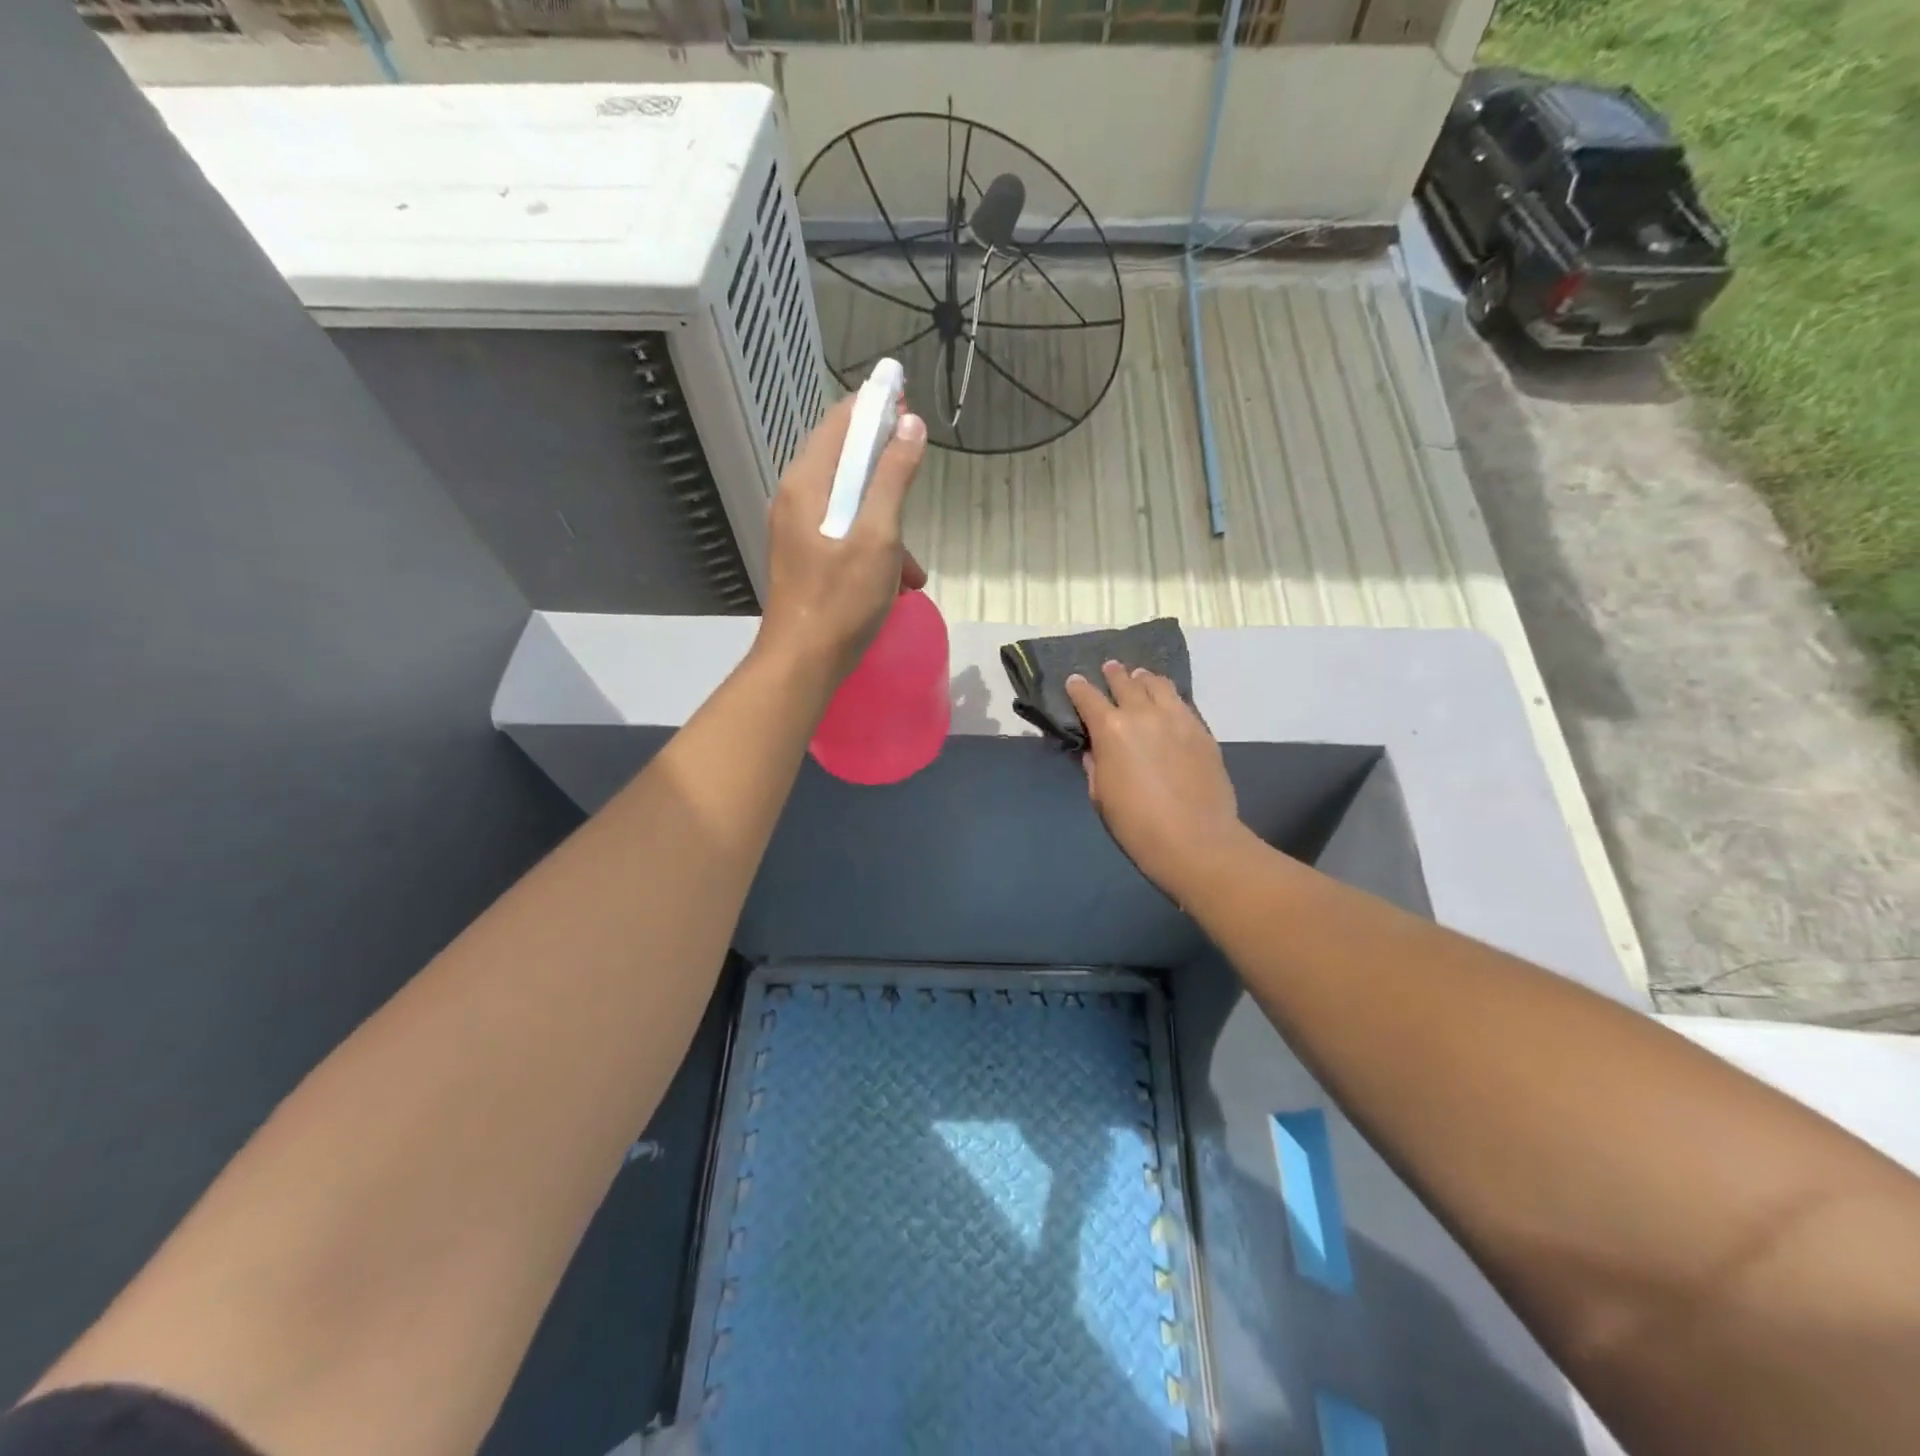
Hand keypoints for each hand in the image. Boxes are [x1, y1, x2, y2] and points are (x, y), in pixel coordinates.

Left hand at [755, 392, 927, 683]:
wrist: (802, 663)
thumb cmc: (841, 599)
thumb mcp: (878, 537)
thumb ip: (894, 478)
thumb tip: (910, 423)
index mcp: (807, 483)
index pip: (840, 421)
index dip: (875, 406)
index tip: (908, 401)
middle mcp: (795, 498)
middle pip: (845, 462)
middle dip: (887, 472)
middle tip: (917, 478)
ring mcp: (797, 530)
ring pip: (850, 505)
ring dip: (887, 525)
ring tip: (912, 568)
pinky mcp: (804, 558)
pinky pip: (844, 535)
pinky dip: (873, 548)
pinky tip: (896, 584)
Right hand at [1066, 662, 1249, 900]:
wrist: (1195, 840)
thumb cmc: (1136, 824)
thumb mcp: (1101, 796)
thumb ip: (1096, 766)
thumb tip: (1096, 750)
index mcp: (1111, 730)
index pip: (1088, 698)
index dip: (1078, 688)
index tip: (1074, 681)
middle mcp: (1143, 714)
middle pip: (1125, 683)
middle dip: (1113, 674)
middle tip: (1109, 668)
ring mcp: (1177, 718)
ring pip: (1158, 685)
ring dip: (1143, 679)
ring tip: (1139, 677)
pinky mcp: (1201, 730)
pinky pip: (1182, 702)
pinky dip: (1168, 696)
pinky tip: (1167, 700)